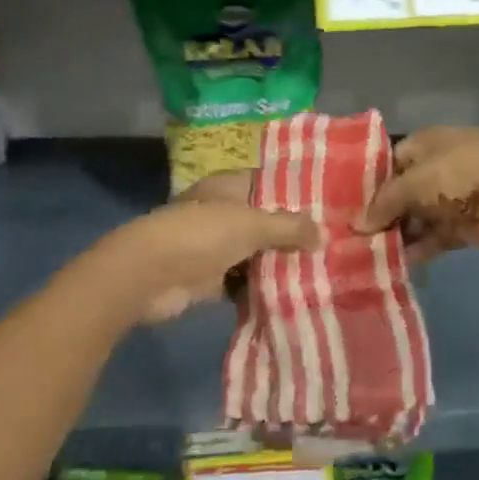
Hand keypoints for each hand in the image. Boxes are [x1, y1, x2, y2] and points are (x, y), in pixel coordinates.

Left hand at [107, 172, 320, 321]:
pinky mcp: (208, 278)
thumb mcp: (253, 225)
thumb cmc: (202, 234)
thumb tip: (324, 233)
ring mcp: (214, 245)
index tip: (329, 205)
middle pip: (264, 220)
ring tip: (319, 272)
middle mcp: (223, 211)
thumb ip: (289, 228)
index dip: (297, 192)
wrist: (147, 275)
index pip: (270, 183)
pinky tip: (290, 297)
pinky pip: (242, 282)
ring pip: (255, 252)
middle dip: (292, 234)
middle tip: (331, 244)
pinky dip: (260, 289)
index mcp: (230, 186)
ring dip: (278, 264)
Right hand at [356, 127, 478, 260]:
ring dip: (397, 233)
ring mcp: (453, 197)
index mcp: (428, 142)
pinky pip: (433, 237)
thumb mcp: (416, 181)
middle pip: (403, 189)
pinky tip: (393, 264)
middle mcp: (440, 166)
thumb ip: (385, 202)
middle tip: (351, 235)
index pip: (392, 158)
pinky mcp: (464, 226)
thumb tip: (356, 224)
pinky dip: (417, 249)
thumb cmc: (461, 175)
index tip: (347, 204)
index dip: (371, 180)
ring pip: (417, 216)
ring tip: (365, 254)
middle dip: (381, 211)